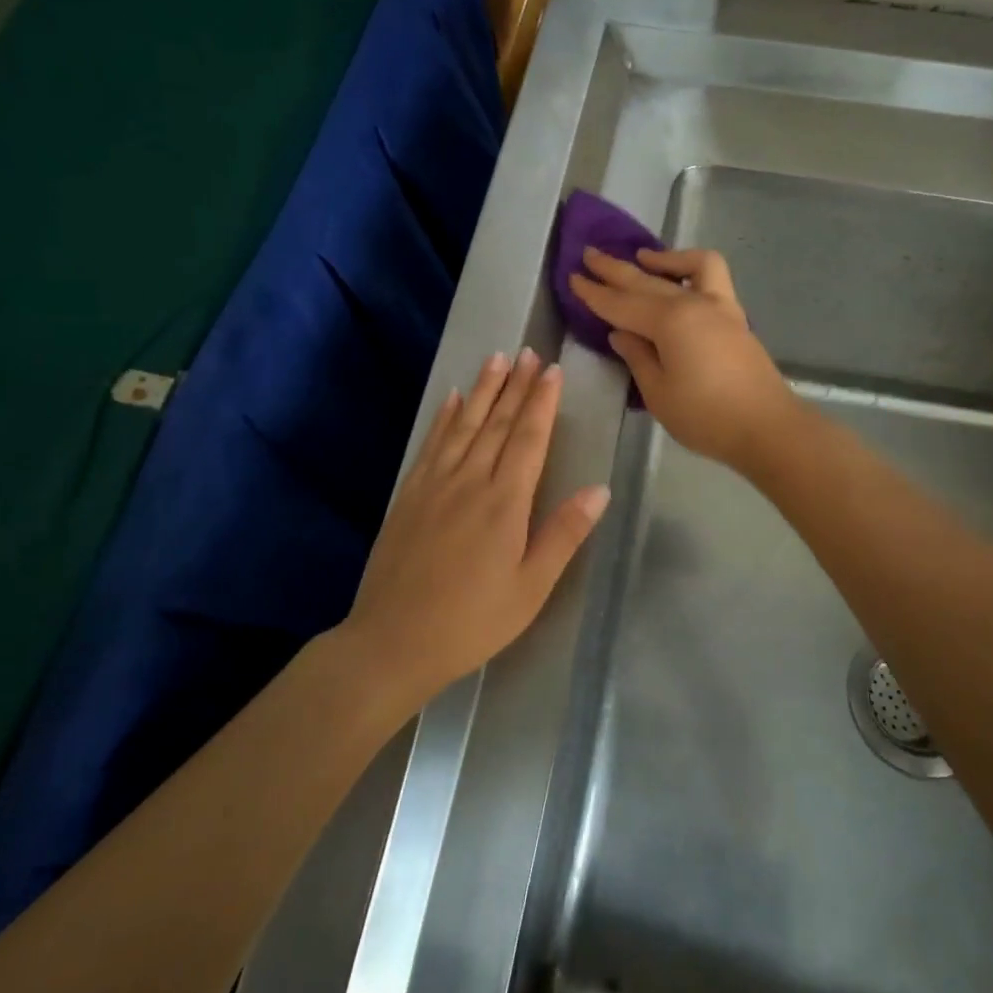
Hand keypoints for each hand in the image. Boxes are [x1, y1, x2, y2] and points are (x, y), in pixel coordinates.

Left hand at [341, 349, 610, 701]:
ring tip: (497, 359)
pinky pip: (432, 444)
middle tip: (530, 352)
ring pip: (465, 425)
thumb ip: (563, 534)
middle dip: (516, 385)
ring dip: (483, 390)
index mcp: (505, 503)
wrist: (393, 640)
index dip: (542, 402)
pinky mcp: (410, 494)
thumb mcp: (530, 588)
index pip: (530, 439)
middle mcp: (470, 481)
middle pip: (498, 423)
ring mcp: (435, 484)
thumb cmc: (472, 621)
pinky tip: (452, 398)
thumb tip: (599, 490)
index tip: (552, 370)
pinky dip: (445, 418)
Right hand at [569, 247, 796, 470]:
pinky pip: (712, 277)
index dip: (594, 293)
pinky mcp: (735, 317)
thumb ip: (638, 357)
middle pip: (646, 281)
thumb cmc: (706, 417)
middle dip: (615, 268)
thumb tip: (621, 333)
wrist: (767, 428)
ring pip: (686, 268)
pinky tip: (679, 279)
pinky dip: (692, 269)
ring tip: (641, 257)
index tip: (572, 277)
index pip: (621, 304)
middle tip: (589, 254)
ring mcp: (719, 306)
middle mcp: (693, 303)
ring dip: (661, 257)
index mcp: (669, 322)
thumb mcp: (659, 393)